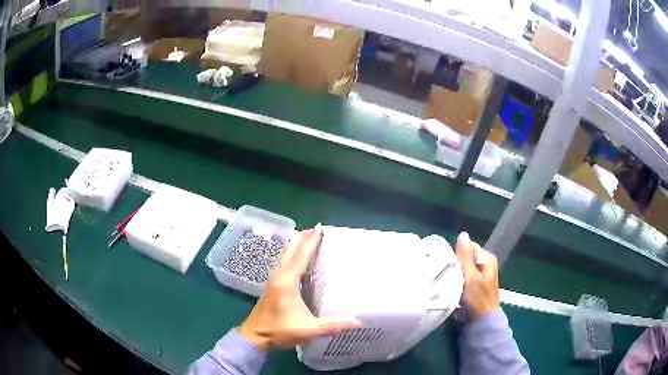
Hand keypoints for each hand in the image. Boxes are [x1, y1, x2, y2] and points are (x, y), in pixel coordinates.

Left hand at [238, 227, 360, 351]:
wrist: (254, 337)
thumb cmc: (279, 331)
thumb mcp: (308, 330)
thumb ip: (333, 325)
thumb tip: (357, 321)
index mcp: (287, 281)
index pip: (301, 256)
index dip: (311, 241)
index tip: (320, 228)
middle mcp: (279, 276)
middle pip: (290, 251)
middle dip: (303, 238)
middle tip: (316, 230)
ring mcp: (274, 280)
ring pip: (285, 256)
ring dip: (296, 246)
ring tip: (309, 240)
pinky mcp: (273, 286)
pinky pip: (284, 264)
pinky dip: (293, 257)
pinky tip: (300, 262)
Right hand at [455, 232, 499, 320]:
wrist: (482, 323)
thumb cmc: (477, 300)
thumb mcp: (470, 277)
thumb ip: (466, 256)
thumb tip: (463, 234)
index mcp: (487, 258)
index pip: (468, 247)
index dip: (457, 255)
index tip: (450, 267)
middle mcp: (486, 264)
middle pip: (465, 257)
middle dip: (456, 265)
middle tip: (449, 277)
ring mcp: (482, 275)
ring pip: (463, 268)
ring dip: (456, 274)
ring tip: (450, 284)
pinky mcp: (476, 286)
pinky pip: (464, 277)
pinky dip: (458, 281)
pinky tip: (454, 289)